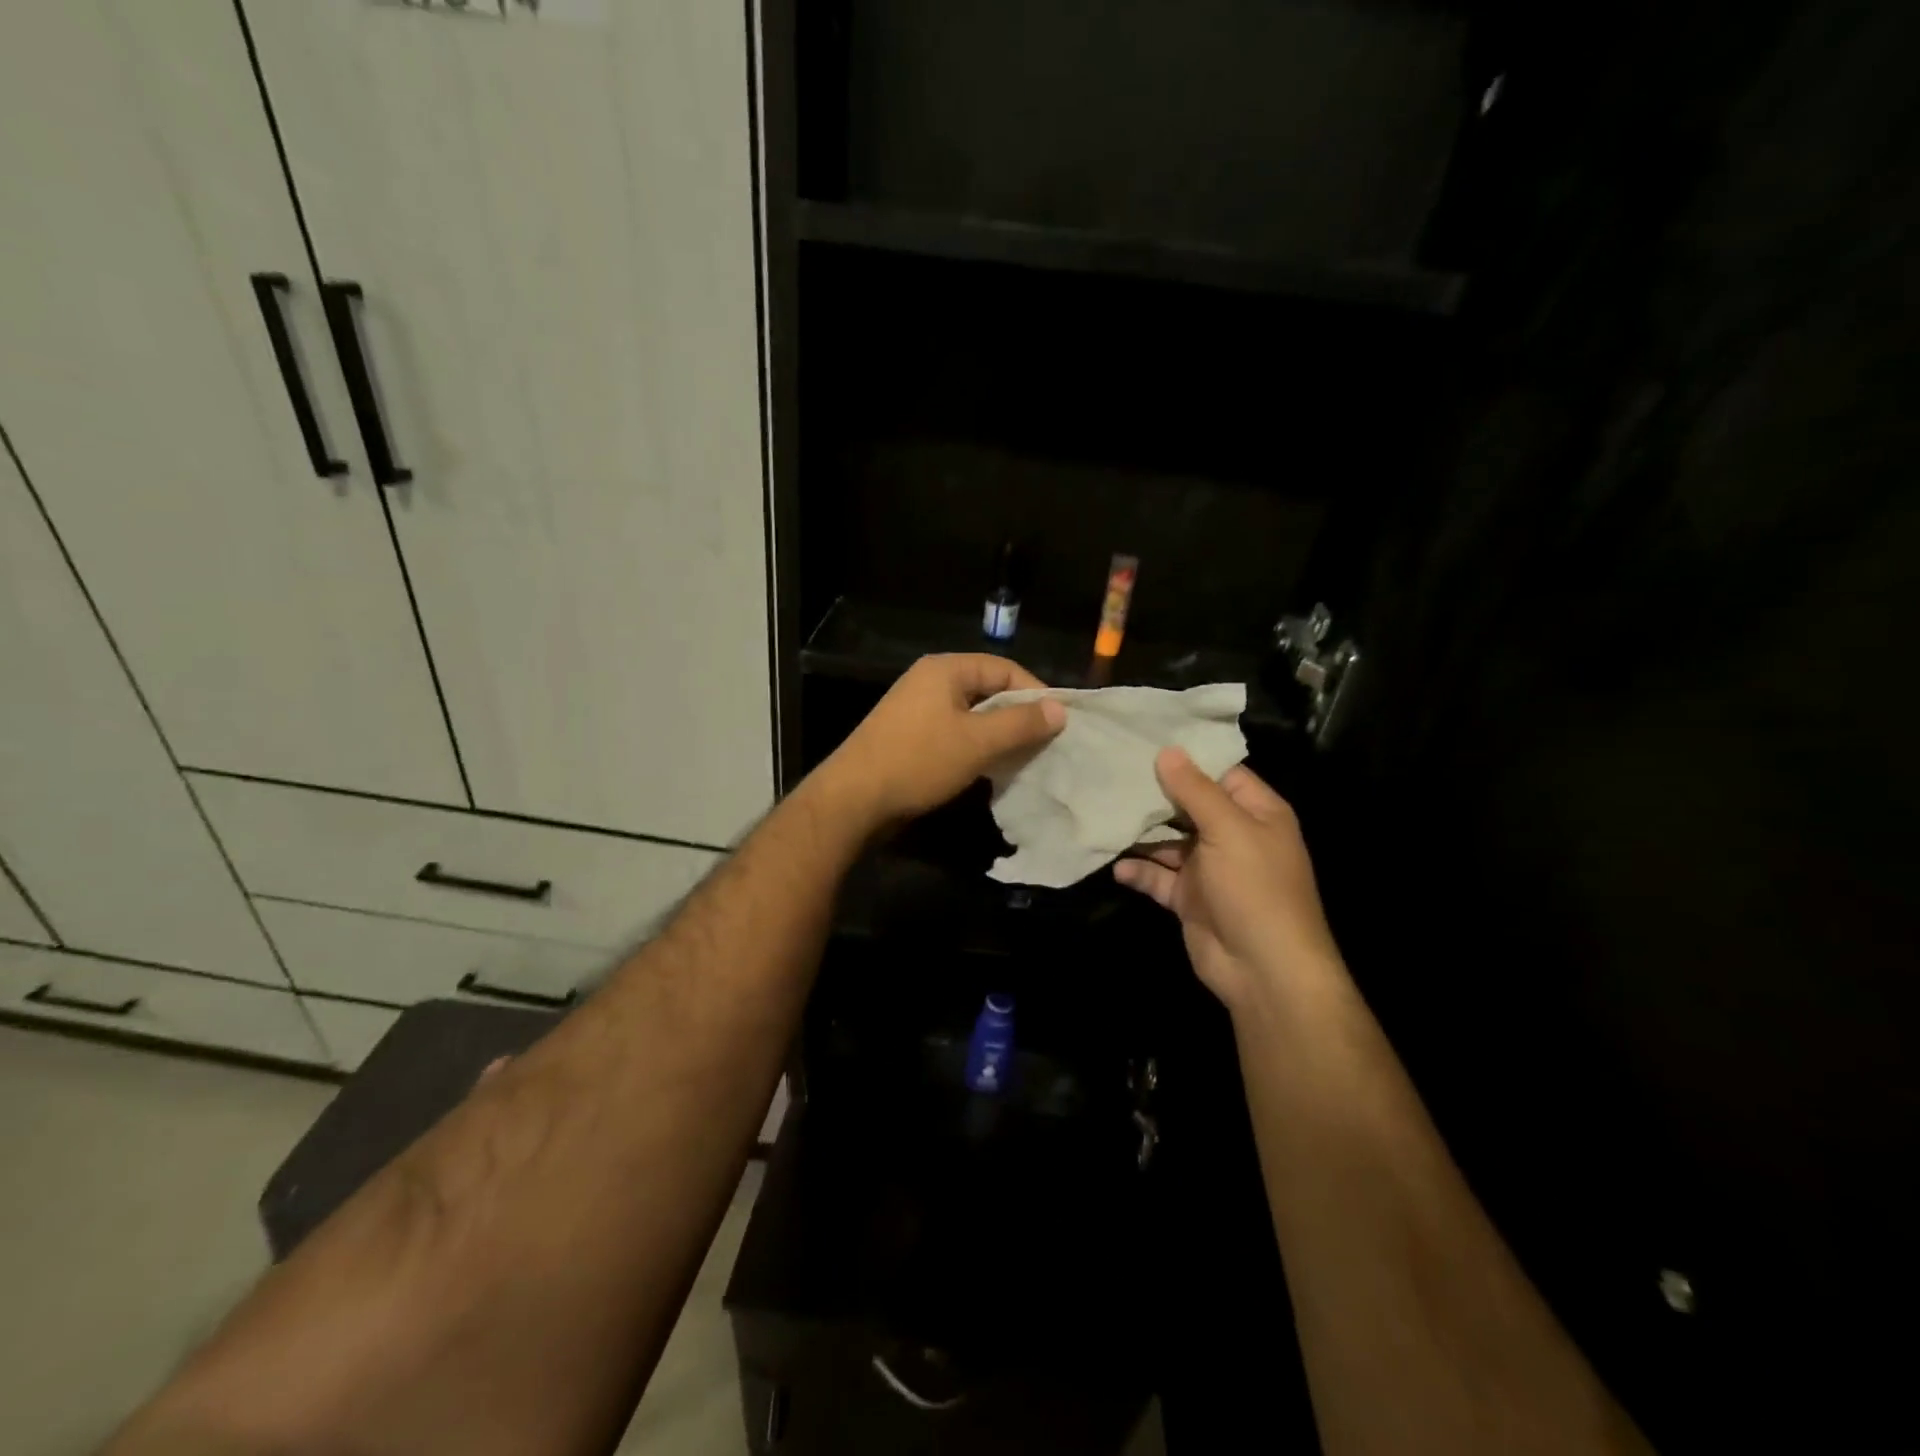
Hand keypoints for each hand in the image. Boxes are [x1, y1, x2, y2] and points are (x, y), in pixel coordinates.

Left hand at [822, 654, 1065, 830]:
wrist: (854, 798)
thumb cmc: (919, 761)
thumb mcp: (978, 742)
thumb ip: (1021, 724)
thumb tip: (1059, 710)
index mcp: (945, 669)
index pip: (1005, 669)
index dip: (1035, 694)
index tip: (1058, 724)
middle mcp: (930, 681)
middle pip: (988, 690)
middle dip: (1018, 716)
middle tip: (1045, 744)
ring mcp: (917, 709)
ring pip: (972, 714)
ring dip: (998, 735)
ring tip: (1023, 758)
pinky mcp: (910, 735)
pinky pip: (954, 732)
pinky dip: (976, 746)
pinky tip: (990, 769)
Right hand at [1115, 748, 1341, 1013]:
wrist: (1264, 970)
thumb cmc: (1255, 888)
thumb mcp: (1228, 830)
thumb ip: (1195, 790)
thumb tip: (1167, 750)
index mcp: (1256, 813)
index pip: (1221, 772)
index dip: (1187, 758)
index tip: (1145, 739)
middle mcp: (1233, 836)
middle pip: (1189, 805)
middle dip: (1155, 793)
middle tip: (1111, 770)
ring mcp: (1209, 869)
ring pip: (1169, 841)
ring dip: (1141, 833)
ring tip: (1103, 813)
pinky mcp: (1189, 898)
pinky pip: (1159, 877)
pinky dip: (1139, 870)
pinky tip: (1116, 865)